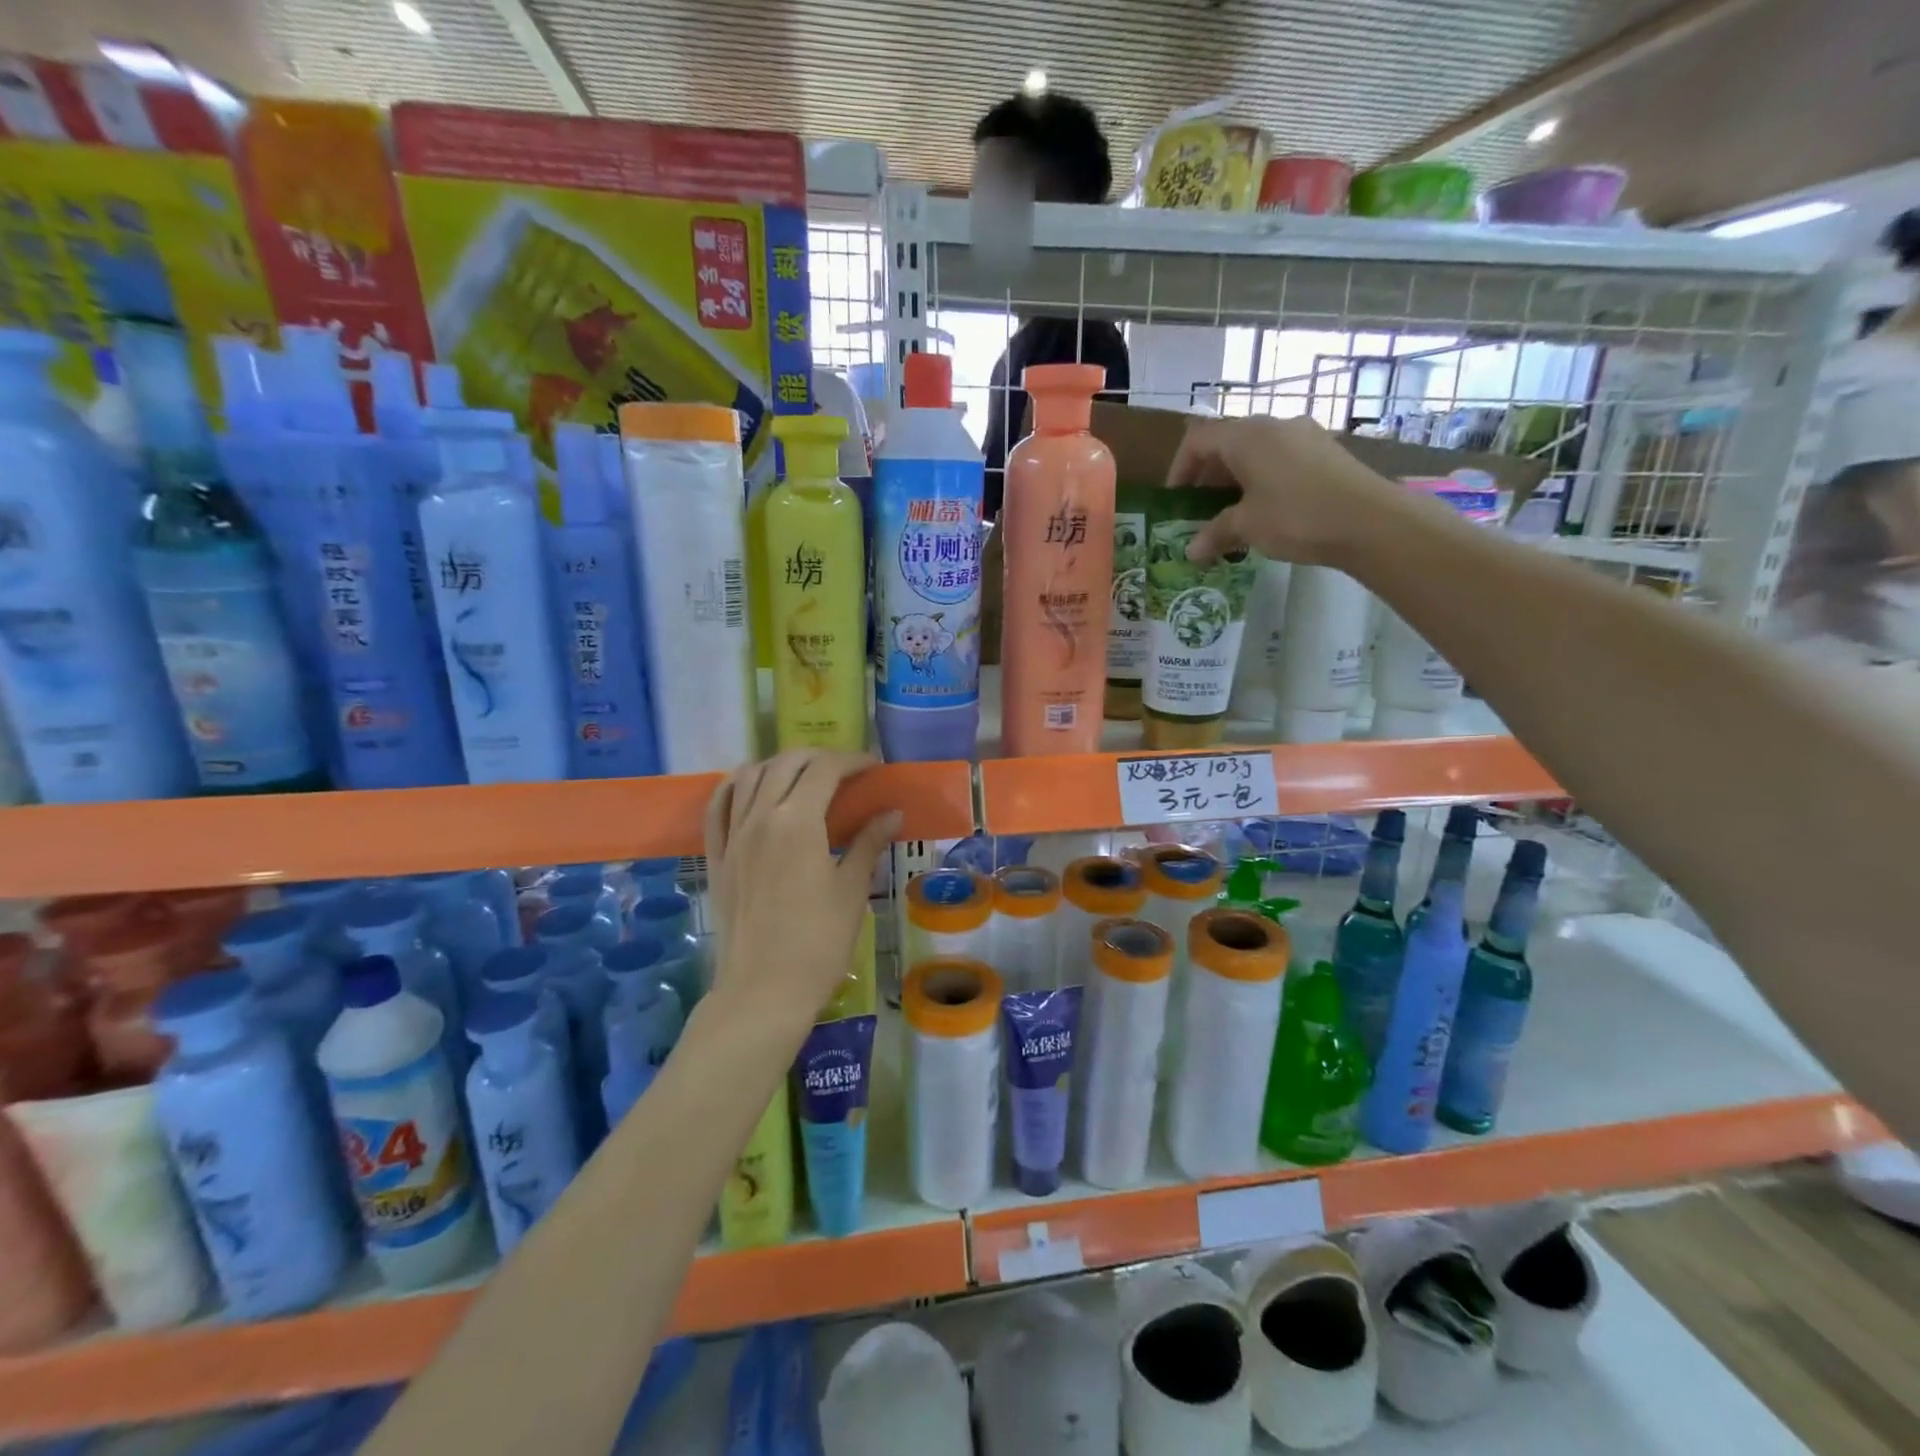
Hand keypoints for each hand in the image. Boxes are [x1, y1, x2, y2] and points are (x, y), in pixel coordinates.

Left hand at [702, 751, 900, 1031]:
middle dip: (818, 758)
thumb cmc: (818, 943)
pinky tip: (751, 788)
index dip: (852, 761)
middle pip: (785, 763)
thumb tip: (892, 812)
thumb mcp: (852, 890)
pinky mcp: (716, 857)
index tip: (873, 768)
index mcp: (797, 822)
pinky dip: (736, 786)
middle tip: (846, 773)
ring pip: (749, 776)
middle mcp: (759, 817)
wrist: (762, 991)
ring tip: (804, 777)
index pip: (824, 770)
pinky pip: (718, 806)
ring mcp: (732, 836)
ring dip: (779, 765)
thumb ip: (869, 843)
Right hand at [1167, 415, 1409, 565]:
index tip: (1175, 501)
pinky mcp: (1324, 451)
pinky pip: (1280, 460)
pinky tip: (1266, 512)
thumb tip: (1192, 552)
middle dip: (1207, 478)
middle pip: (1226, 444)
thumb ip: (1215, 534)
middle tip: (1199, 512)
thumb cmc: (1296, 516)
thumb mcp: (1247, 527)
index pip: (1197, 440)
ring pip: (1255, 452)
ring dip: (1235, 481)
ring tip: (1231, 516)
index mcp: (1246, 435)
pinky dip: (1262, 481)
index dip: (1179, 469)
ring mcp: (1303, 435)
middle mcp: (1273, 425)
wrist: (1371, 521)